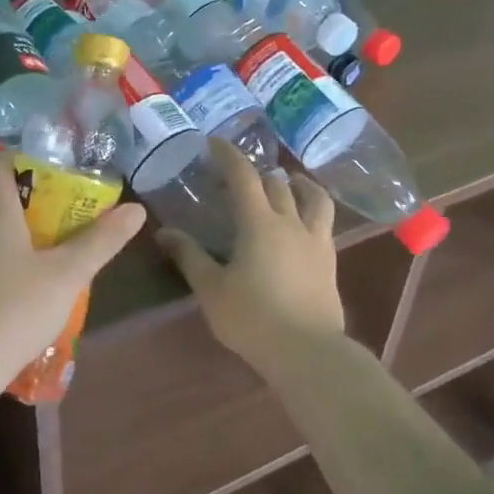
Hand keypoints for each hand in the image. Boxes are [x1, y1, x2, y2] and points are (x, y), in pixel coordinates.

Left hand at [0, 150, 146, 393]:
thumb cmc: (13, 309)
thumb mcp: (67, 275)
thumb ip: (101, 241)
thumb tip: (135, 209)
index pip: (1, 161)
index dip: (28, 158)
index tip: (60, 174)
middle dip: (36, 201)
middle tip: (70, 218)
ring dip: (21, 234)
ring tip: (55, 255)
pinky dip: (4, 262)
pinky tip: (25, 292)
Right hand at [155, 138, 344, 365]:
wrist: (307, 351)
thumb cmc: (252, 318)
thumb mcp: (211, 288)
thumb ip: (189, 256)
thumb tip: (164, 232)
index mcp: (259, 223)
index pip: (244, 175)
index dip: (229, 154)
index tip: (214, 142)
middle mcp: (290, 222)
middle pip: (277, 183)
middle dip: (257, 172)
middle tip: (239, 176)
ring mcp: (315, 240)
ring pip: (312, 197)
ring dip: (297, 184)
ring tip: (287, 183)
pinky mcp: (329, 260)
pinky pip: (323, 222)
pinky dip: (312, 209)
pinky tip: (303, 221)